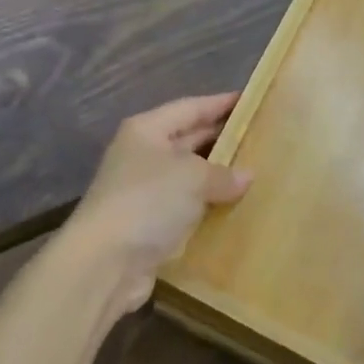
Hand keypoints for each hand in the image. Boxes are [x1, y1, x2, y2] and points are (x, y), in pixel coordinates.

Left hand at [66, 94, 249, 315]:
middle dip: (221, 139)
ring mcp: (142, 191)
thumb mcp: (192, 177)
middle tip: (259, 137)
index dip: (220, 103)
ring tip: (254, 172)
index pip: (190, 107)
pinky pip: (184, 207)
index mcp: (147, 130)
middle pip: (187, 139)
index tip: (250, 100)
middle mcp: (142, 154)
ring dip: (215, 177)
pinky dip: (206, 207)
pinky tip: (234, 209)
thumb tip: (247, 176)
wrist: (105, 263)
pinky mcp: (147, 225)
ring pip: (187, 176)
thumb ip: (222, 173)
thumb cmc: (148, 200)